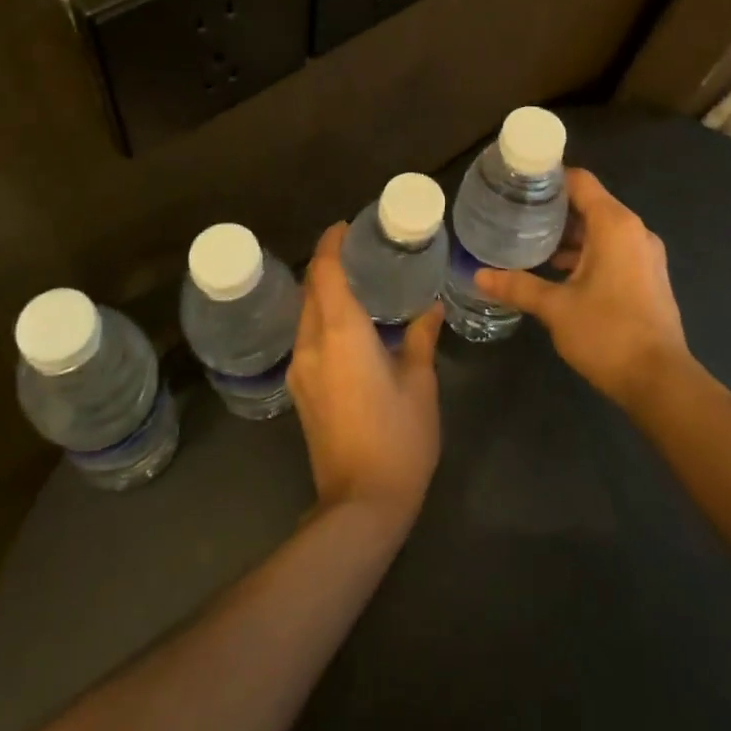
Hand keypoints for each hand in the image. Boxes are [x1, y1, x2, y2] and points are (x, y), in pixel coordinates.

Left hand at [288, 224, 442, 524]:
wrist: (361, 504)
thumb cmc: (398, 437)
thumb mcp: (419, 383)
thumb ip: (420, 338)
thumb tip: (430, 308)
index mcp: (341, 332)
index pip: (325, 272)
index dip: (330, 244)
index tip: (344, 227)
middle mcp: (311, 344)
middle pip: (310, 290)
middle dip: (327, 266)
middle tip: (358, 253)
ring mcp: (300, 370)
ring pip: (306, 316)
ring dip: (324, 295)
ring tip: (357, 286)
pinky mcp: (301, 393)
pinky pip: (307, 339)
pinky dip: (323, 320)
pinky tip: (349, 328)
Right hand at [476, 168, 690, 408]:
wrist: (660, 382)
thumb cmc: (607, 333)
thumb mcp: (555, 307)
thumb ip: (517, 285)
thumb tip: (478, 275)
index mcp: (615, 225)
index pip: (580, 181)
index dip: (549, 178)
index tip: (518, 183)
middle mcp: (634, 231)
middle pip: (590, 204)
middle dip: (554, 208)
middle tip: (516, 214)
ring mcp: (645, 255)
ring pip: (602, 230)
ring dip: (570, 234)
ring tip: (530, 242)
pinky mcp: (648, 277)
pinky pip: (613, 249)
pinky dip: (587, 252)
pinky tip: (558, 271)